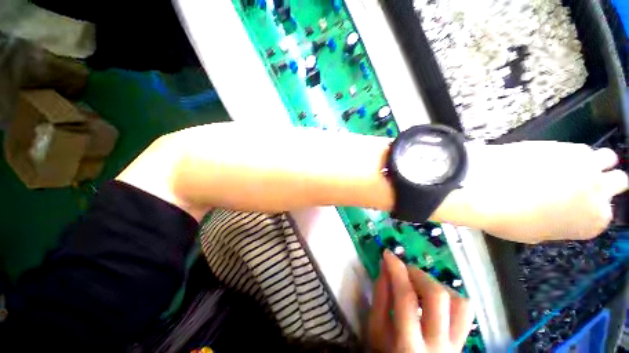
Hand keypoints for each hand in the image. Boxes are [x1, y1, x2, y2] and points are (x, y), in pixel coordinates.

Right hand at [369, 251, 474, 352]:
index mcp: (409, 345)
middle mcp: (439, 345)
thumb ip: (380, 297)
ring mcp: (456, 345)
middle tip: (403, 270)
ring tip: (419, 284)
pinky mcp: (463, 341)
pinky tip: (433, 297)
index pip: (406, 297)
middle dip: (417, 274)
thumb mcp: (376, 331)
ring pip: (460, 302)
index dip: (396, 270)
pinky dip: (449, 295)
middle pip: (438, 297)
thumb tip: (385, 267)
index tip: (387, 254)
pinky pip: (465, 311)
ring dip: (436, 284)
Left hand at [460, 141, 627, 242]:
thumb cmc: (508, 218)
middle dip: (606, 182)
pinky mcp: (562, 144)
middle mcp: (598, 190)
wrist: (485, 188)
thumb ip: (556, 224)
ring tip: (572, 167)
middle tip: (585, 184)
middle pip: (618, 180)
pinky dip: (568, 153)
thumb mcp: (535, 233)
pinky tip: (551, 158)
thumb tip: (554, 217)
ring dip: (592, 163)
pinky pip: (575, 147)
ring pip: (605, 157)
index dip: (592, 208)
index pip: (605, 213)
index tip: (580, 205)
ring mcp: (584, 163)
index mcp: (593, 221)